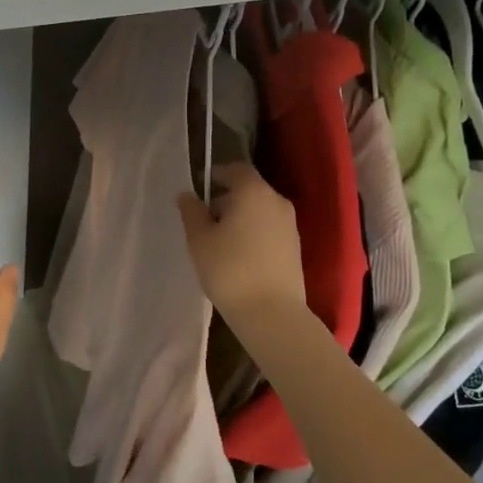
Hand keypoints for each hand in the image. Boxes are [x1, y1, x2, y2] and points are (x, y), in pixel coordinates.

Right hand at [176, 162, 306, 330]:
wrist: (271, 312)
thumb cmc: (229, 269)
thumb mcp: (199, 240)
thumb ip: (192, 212)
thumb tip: (187, 195)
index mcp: (253, 192)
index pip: (236, 170)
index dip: (217, 175)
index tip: (200, 188)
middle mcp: (276, 201)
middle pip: (249, 189)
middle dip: (226, 198)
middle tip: (204, 219)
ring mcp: (290, 224)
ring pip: (260, 210)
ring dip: (240, 217)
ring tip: (219, 241)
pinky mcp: (295, 246)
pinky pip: (269, 228)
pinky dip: (253, 232)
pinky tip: (238, 255)